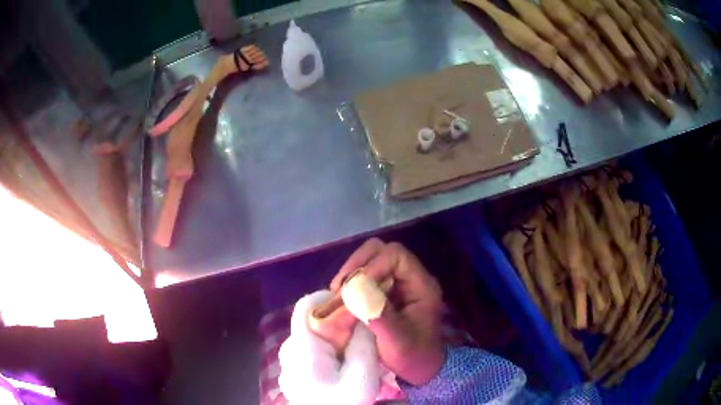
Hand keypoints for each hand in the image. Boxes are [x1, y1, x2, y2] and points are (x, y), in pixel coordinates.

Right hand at [331, 238, 444, 384]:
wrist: (420, 370)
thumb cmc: (413, 356)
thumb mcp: (397, 341)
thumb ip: (378, 315)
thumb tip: (354, 289)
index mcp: (421, 285)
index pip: (396, 256)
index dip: (373, 265)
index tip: (354, 288)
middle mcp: (411, 278)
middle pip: (382, 251)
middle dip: (358, 265)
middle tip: (340, 287)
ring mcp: (399, 284)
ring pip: (372, 261)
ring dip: (352, 273)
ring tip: (338, 293)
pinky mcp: (387, 292)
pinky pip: (367, 276)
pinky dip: (352, 283)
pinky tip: (342, 297)